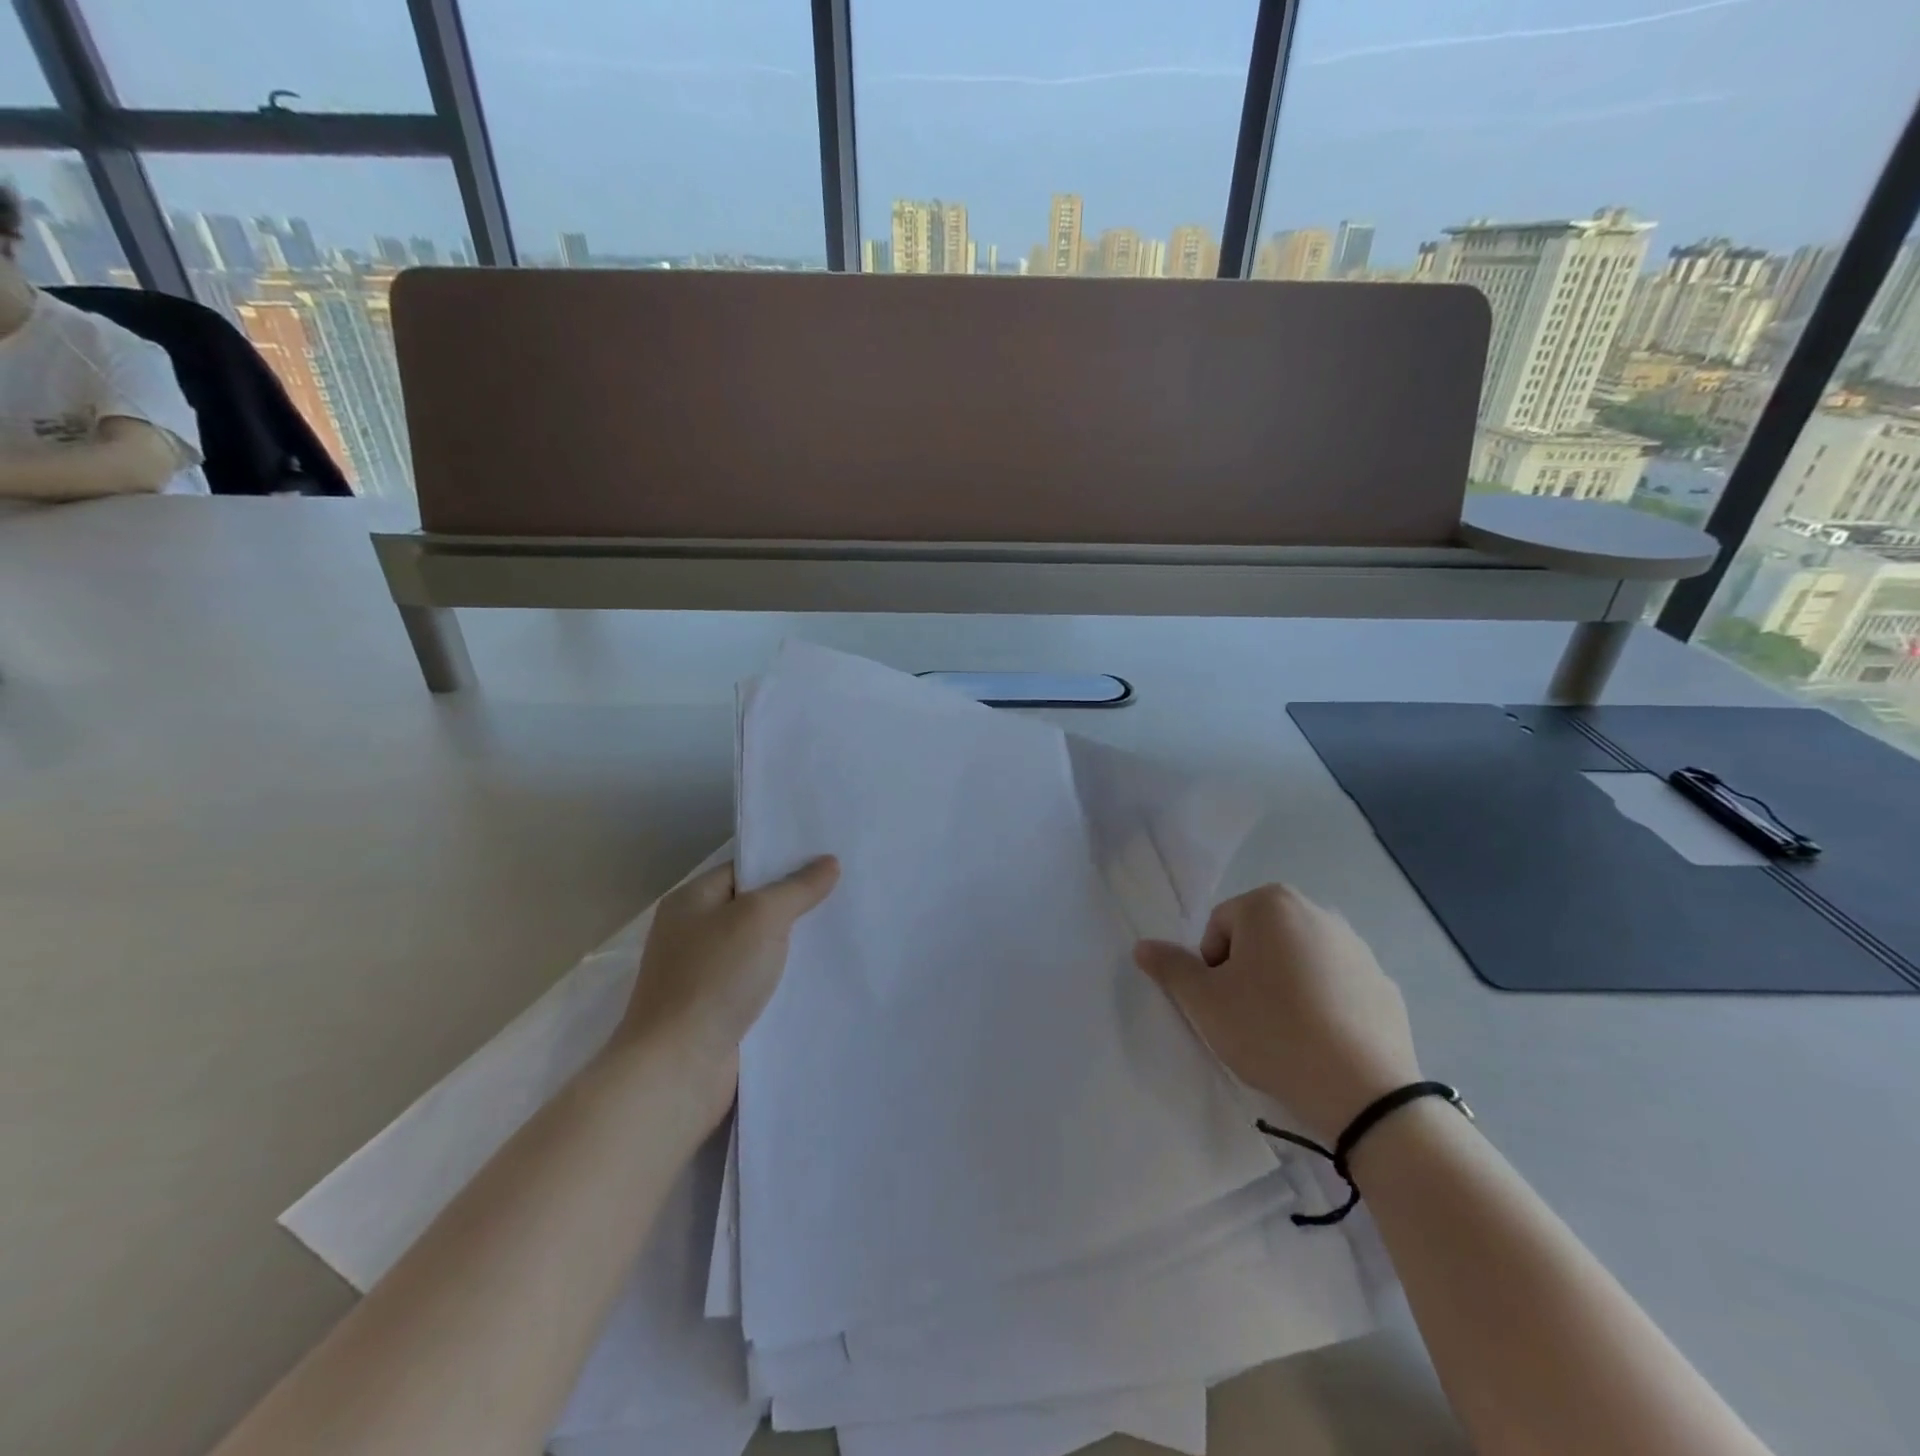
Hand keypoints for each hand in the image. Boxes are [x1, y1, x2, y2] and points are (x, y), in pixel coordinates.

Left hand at [617, 856, 838, 1121]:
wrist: (678, 1069)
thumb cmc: (714, 979)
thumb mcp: (761, 919)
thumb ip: (797, 888)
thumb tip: (828, 862)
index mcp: (691, 901)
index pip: (745, 869)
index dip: (785, 864)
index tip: (829, 863)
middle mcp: (693, 933)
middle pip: (754, 908)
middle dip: (796, 905)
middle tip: (846, 895)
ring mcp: (703, 975)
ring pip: (760, 949)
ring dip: (794, 947)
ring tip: (843, 934)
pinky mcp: (718, 1011)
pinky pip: (759, 984)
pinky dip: (785, 981)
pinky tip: (820, 980)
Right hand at [1134, 883, 1419, 1143]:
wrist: (1363, 1091)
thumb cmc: (1271, 1031)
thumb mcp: (1205, 1002)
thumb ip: (1170, 968)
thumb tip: (1142, 946)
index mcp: (1270, 904)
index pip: (1219, 928)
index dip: (1212, 969)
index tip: (1225, 1006)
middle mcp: (1316, 911)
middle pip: (1258, 940)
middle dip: (1248, 974)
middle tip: (1249, 1020)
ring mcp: (1356, 946)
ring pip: (1297, 962)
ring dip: (1284, 988)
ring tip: (1286, 1034)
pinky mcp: (1382, 982)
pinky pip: (1335, 987)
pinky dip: (1323, 1005)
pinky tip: (1322, 1042)